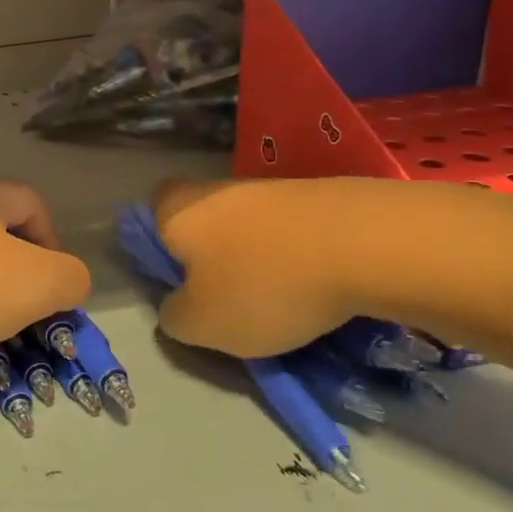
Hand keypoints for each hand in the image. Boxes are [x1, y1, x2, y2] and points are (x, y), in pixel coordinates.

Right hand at [151, 176, 361, 358]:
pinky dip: (297, 254)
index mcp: (176, 211)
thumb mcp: (202, 324)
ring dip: (258, 258)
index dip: (159, 248)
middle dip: (212, 256)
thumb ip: (174, 317)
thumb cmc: (263, 285)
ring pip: (248, 226)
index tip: (180, 283)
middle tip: (229, 298)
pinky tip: (319, 285)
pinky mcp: (316, 193)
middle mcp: (214, 189)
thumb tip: (178, 306)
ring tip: (283, 301)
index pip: (148, 215)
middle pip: (201, 220)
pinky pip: (290, 228)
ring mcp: (268, 187)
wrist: (365, 244)